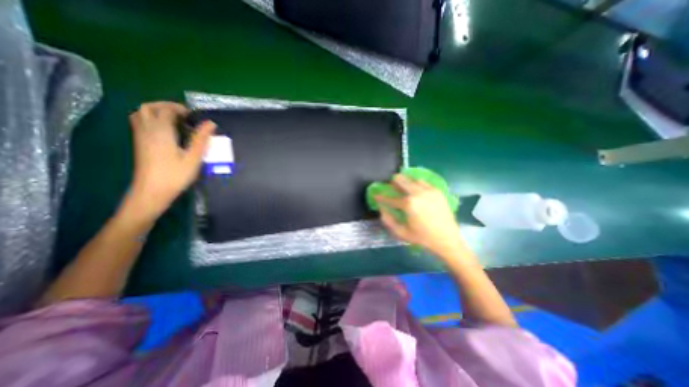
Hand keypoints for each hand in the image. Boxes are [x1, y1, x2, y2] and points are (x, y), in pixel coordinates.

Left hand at [123, 101, 213, 223]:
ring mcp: (140, 137)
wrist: (152, 191)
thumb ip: (201, 139)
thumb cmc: (175, 175)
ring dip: (157, 111)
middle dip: (166, 106)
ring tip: (174, 120)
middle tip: (183, 115)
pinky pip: (140, 123)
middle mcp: (147, 130)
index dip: (180, 109)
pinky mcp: (139, 144)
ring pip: (141, 114)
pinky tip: (166, 130)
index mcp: (161, 132)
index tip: (194, 116)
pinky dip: (151, 119)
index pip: (166, 110)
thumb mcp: (193, 158)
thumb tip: (210, 123)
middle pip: (149, 107)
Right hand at [376, 175, 461, 255]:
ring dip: (405, 182)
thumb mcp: (401, 232)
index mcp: (408, 204)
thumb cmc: (422, 238)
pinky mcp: (437, 191)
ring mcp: (429, 190)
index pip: (390, 198)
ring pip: (412, 179)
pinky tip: (415, 191)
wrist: (447, 240)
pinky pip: (423, 182)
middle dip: (392, 183)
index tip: (376, 195)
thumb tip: (381, 208)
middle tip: (390, 188)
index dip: (381, 197)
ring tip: (403, 188)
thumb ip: (388, 220)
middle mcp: (418, 193)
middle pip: (401, 179)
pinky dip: (416, 184)